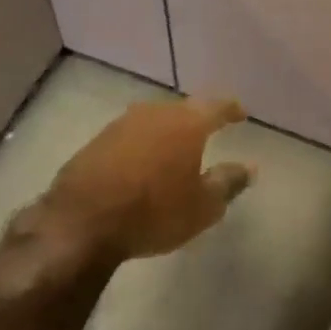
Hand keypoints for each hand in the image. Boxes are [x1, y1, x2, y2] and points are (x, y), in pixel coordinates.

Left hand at [45, 97, 255, 259]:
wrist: (81, 222)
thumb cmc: (154, 212)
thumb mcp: (203, 206)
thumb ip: (228, 182)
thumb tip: (249, 167)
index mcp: (186, 124)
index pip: (216, 107)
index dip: (231, 110)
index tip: (241, 114)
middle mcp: (154, 114)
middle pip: (183, 110)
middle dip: (197, 119)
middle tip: (209, 130)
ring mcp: (121, 125)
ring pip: (154, 120)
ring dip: (167, 131)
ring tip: (176, 147)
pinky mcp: (96, 141)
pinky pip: (130, 136)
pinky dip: (143, 145)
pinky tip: (143, 162)